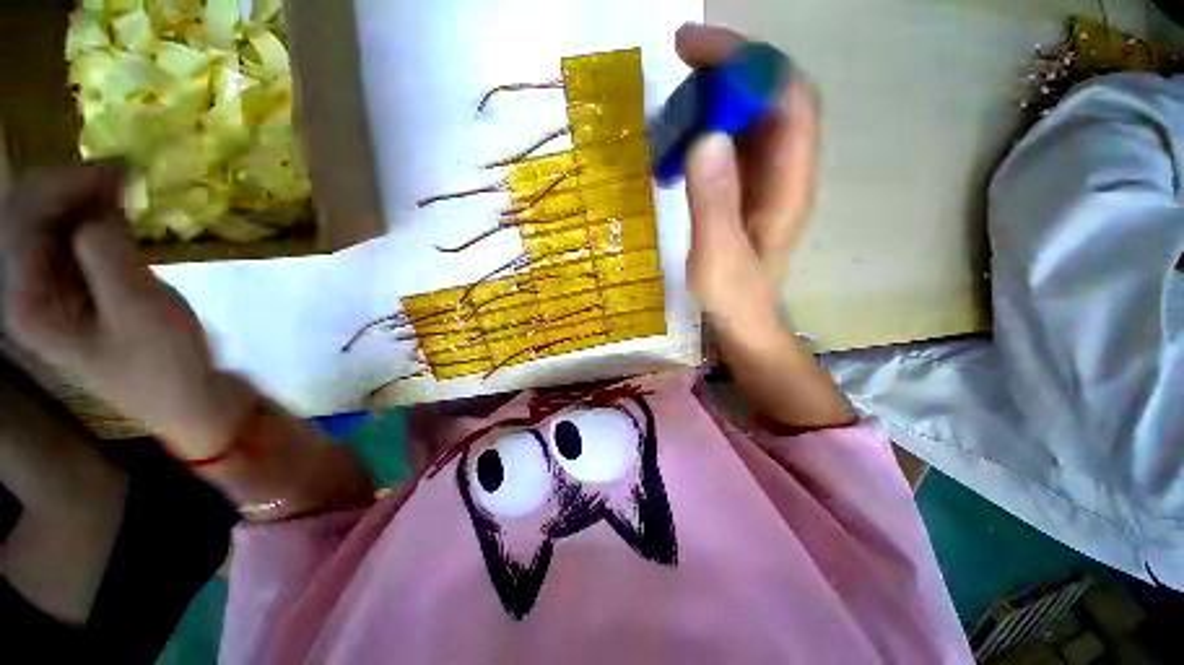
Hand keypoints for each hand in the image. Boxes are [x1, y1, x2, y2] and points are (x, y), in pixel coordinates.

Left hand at [0, 164, 252, 457]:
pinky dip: (94, 221)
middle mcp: (28, 292)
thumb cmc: (164, 365)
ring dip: (84, 201)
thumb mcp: (138, 309)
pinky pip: (72, 243)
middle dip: (72, 187)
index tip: (121, 169)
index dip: (66, 183)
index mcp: (27, 302)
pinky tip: (121, 217)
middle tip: (125, 173)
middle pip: (30, 217)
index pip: (23, 219)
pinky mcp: (78, 294)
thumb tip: (100, 204)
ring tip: (125, 190)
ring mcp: (51, 293)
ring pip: (51, 226)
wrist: (187, 401)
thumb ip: (107, 252)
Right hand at [676, 24, 819, 333]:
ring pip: (750, 116)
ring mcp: (764, 178)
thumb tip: (705, 136)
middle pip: (771, 96)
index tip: (701, 51)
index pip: (788, 99)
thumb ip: (713, 203)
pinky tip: (679, 136)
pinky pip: (731, 143)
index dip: (753, 64)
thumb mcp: (719, 257)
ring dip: (716, 95)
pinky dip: (707, 127)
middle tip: (681, 56)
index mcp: (790, 184)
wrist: (742, 319)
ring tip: (674, 96)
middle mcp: (784, 171)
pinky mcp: (744, 188)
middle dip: (731, 66)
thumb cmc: (734, 296)